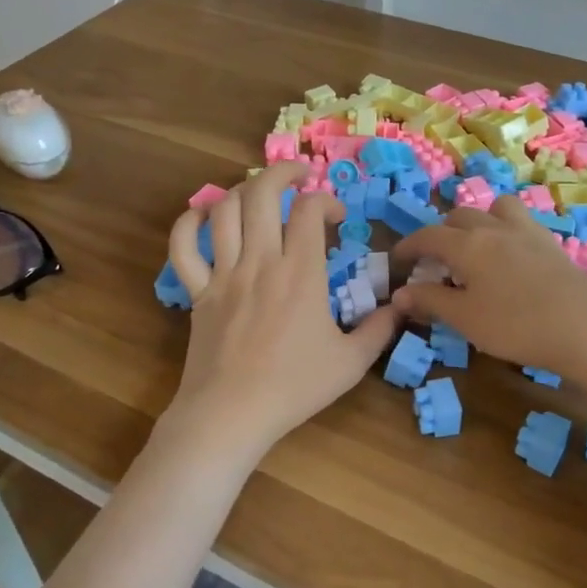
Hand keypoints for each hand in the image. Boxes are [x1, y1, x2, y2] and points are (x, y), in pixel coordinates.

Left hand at [163, 163, 399, 467]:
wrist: (231, 414)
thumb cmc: (294, 388)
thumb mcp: (352, 362)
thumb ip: (380, 329)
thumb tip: (403, 304)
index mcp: (300, 273)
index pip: (309, 210)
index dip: (326, 200)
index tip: (335, 216)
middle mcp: (260, 261)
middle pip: (262, 194)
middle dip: (282, 173)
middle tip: (298, 176)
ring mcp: (223, 274)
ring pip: (224, 211)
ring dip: (241, 191)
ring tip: (258, 193)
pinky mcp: (196, 291)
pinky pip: (183, 247)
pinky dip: (189, 223)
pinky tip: (203, 216)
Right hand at [391, 197, 586, 376]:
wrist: (586, 327)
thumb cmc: (516, 324)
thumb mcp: (465, 318)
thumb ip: (431, 301)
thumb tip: (399, 293)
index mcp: (467, 244)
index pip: (427, 236)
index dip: (408, 247)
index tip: (397, 261)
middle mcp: (494, 228)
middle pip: (459, 217)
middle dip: (441, 233)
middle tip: (437, 262)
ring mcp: (526, 232)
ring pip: (495, 208)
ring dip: (479, 220)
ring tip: (476, 247)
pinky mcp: (551, 244)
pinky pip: (520, 222)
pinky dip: (505, 230)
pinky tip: (510, 257)